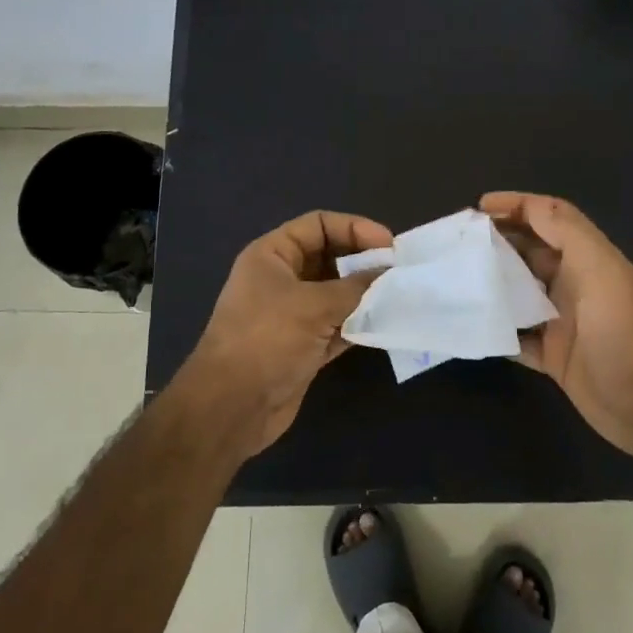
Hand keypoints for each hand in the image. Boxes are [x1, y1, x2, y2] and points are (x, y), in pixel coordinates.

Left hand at [183, 210, 392, 456]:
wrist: (232, 407)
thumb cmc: (266, 340)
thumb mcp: (313, 305)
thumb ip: (356, 287)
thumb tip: (390, 275)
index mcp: (272, 256)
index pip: (318, 225)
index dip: (354, 228)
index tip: (389, 245)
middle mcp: (282, 280)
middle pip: (331, 258)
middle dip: (364, 262)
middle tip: (399, 272)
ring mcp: (293, 315)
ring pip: (337, 294)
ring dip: (366, 295)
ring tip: (400, 296)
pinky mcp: (305, 346)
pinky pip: (339, 326)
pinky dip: (360, 324)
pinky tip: (387, 324)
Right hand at [480, 192, 632, 468]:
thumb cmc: (623, 333)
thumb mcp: (602, 272)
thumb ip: (568, 234)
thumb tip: (528, 205)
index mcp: (588, 259)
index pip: (551, 217)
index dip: (518, 205)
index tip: (479, 206)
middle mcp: (574, 284)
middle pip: (530, 251)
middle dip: (497, 241)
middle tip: (457, 243)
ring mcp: (561, 321)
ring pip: (518, 292)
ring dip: (491, 283)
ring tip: (455, 277)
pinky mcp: (552, 355)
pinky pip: (515, 335)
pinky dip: (495, 328)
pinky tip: (468, 324)